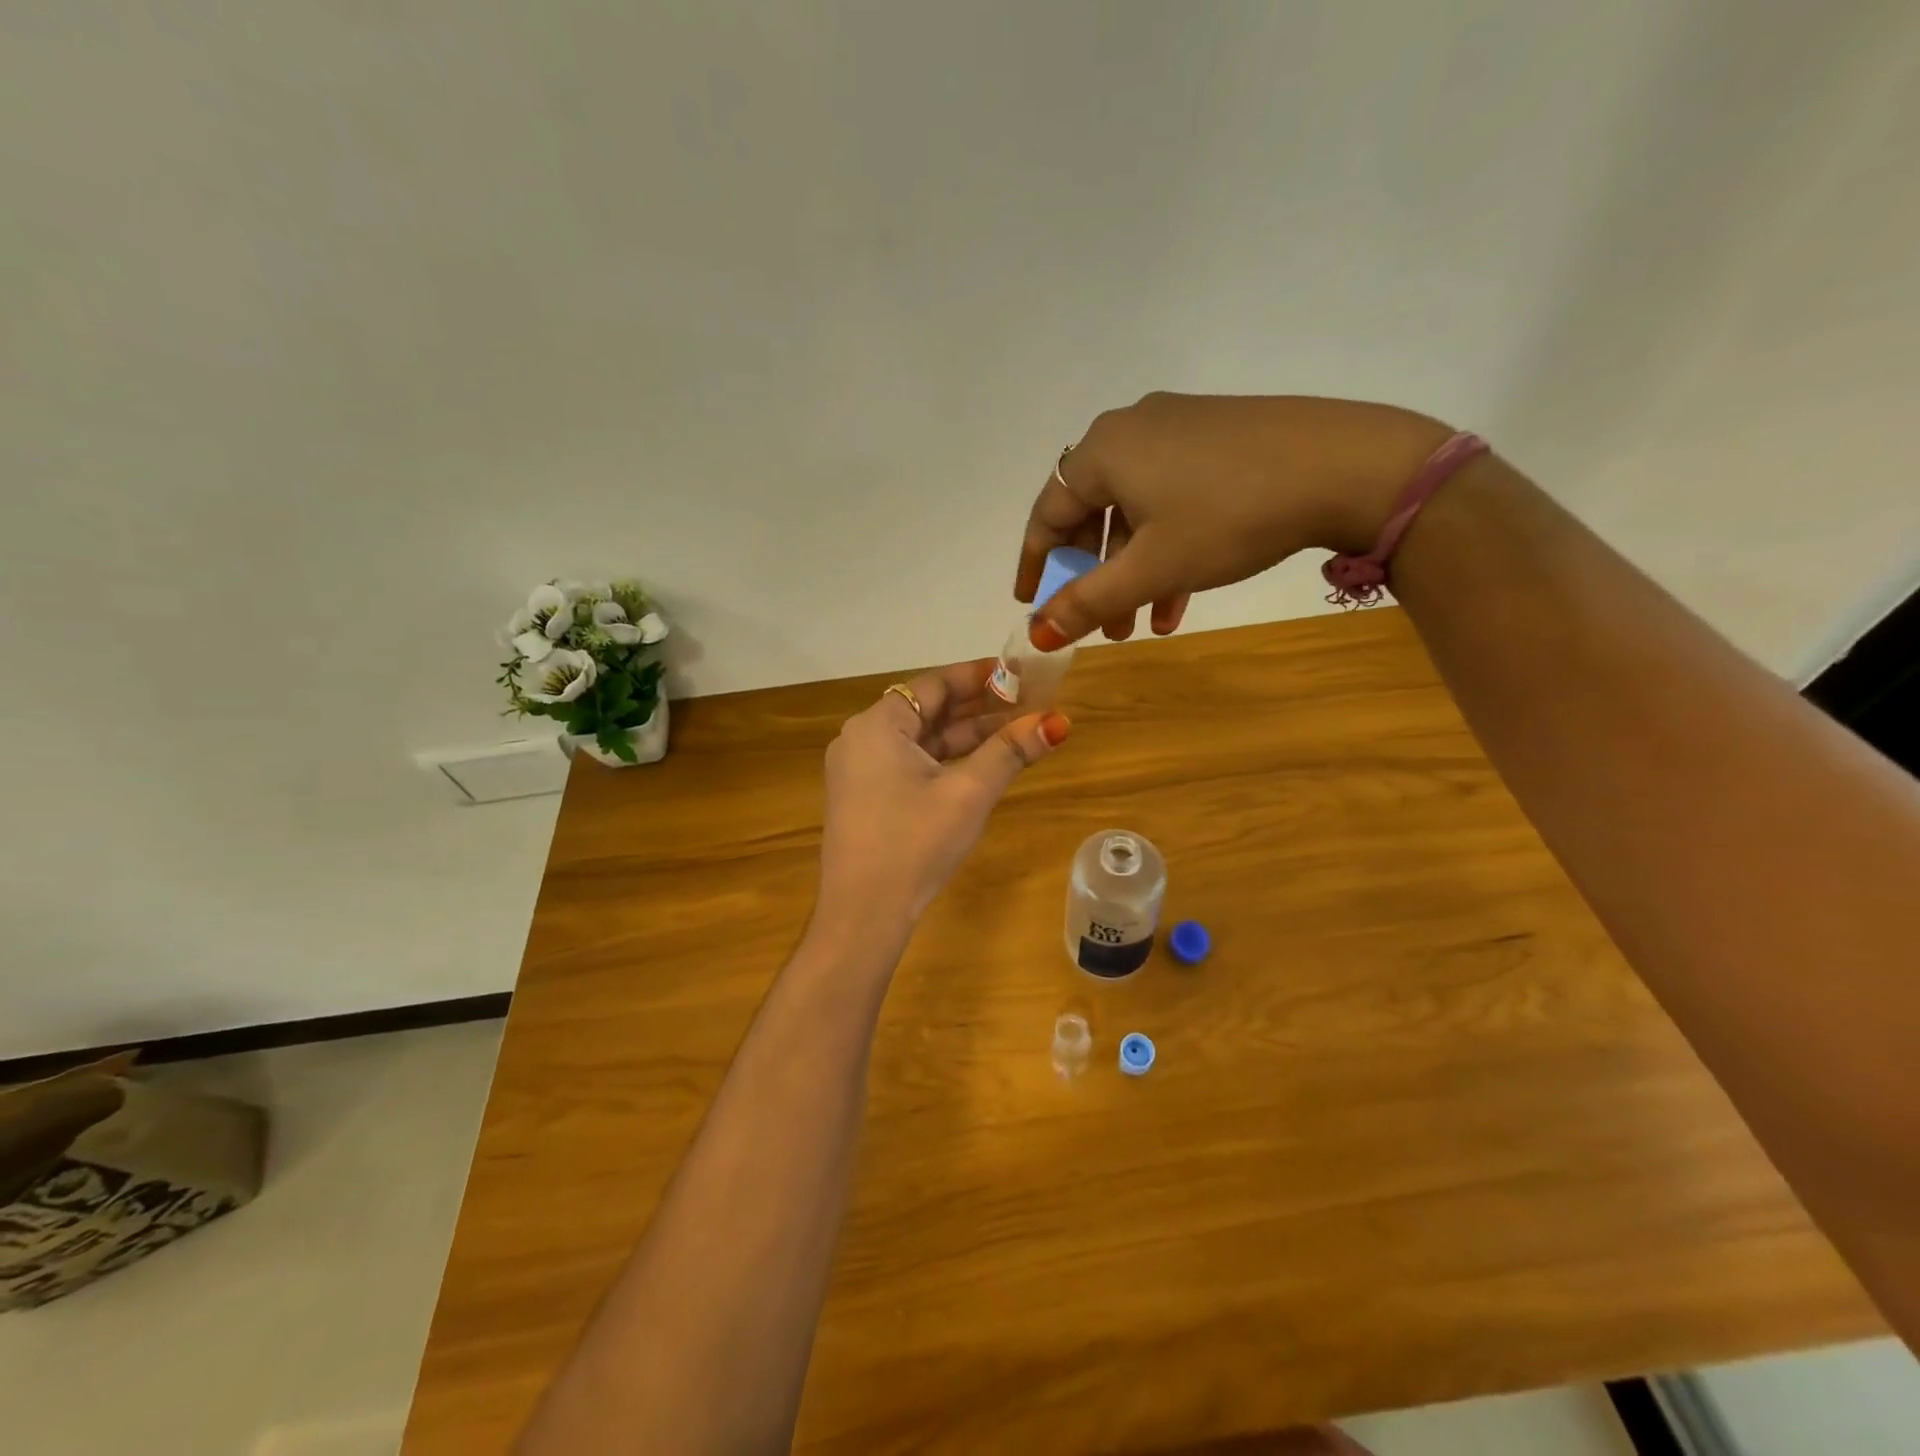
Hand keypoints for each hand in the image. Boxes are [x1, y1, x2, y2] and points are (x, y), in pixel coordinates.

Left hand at [817, 661, 1070, 927]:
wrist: (863, 914)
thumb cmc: (915, 843)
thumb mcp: (968, 793)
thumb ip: (1010, 752)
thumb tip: (1057, 721)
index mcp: (877, 725)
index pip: (934, 685)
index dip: (980, 676)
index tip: (1019, 673)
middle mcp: (862, 739)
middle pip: (928, 710)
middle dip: (979, 708)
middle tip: (1028, 701)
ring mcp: (860, 770)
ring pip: (922, 740)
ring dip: (966, 737)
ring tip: (1017, 731)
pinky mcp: (865, 797)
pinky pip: (911, 764)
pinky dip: (946, 761)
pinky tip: (983, 764)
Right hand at [1017, 393, 1455, 646]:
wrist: (1345, 467)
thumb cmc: (1227, 518)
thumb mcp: (1150, 568)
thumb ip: (1086, 602)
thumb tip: (1035, 634)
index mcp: (1103, 451)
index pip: (1047, 513)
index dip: (1034, 564)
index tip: (1029, 603)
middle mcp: (1131, 429)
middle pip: (1091, 513)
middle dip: (1093, 577)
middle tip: (1097, 624)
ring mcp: (1178, 428)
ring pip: (1135, 513)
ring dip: (1132, 573)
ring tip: (1141, 626)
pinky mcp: (1217, 438)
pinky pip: (1171, 499)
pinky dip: (1166, 548)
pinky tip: (1180, 598)